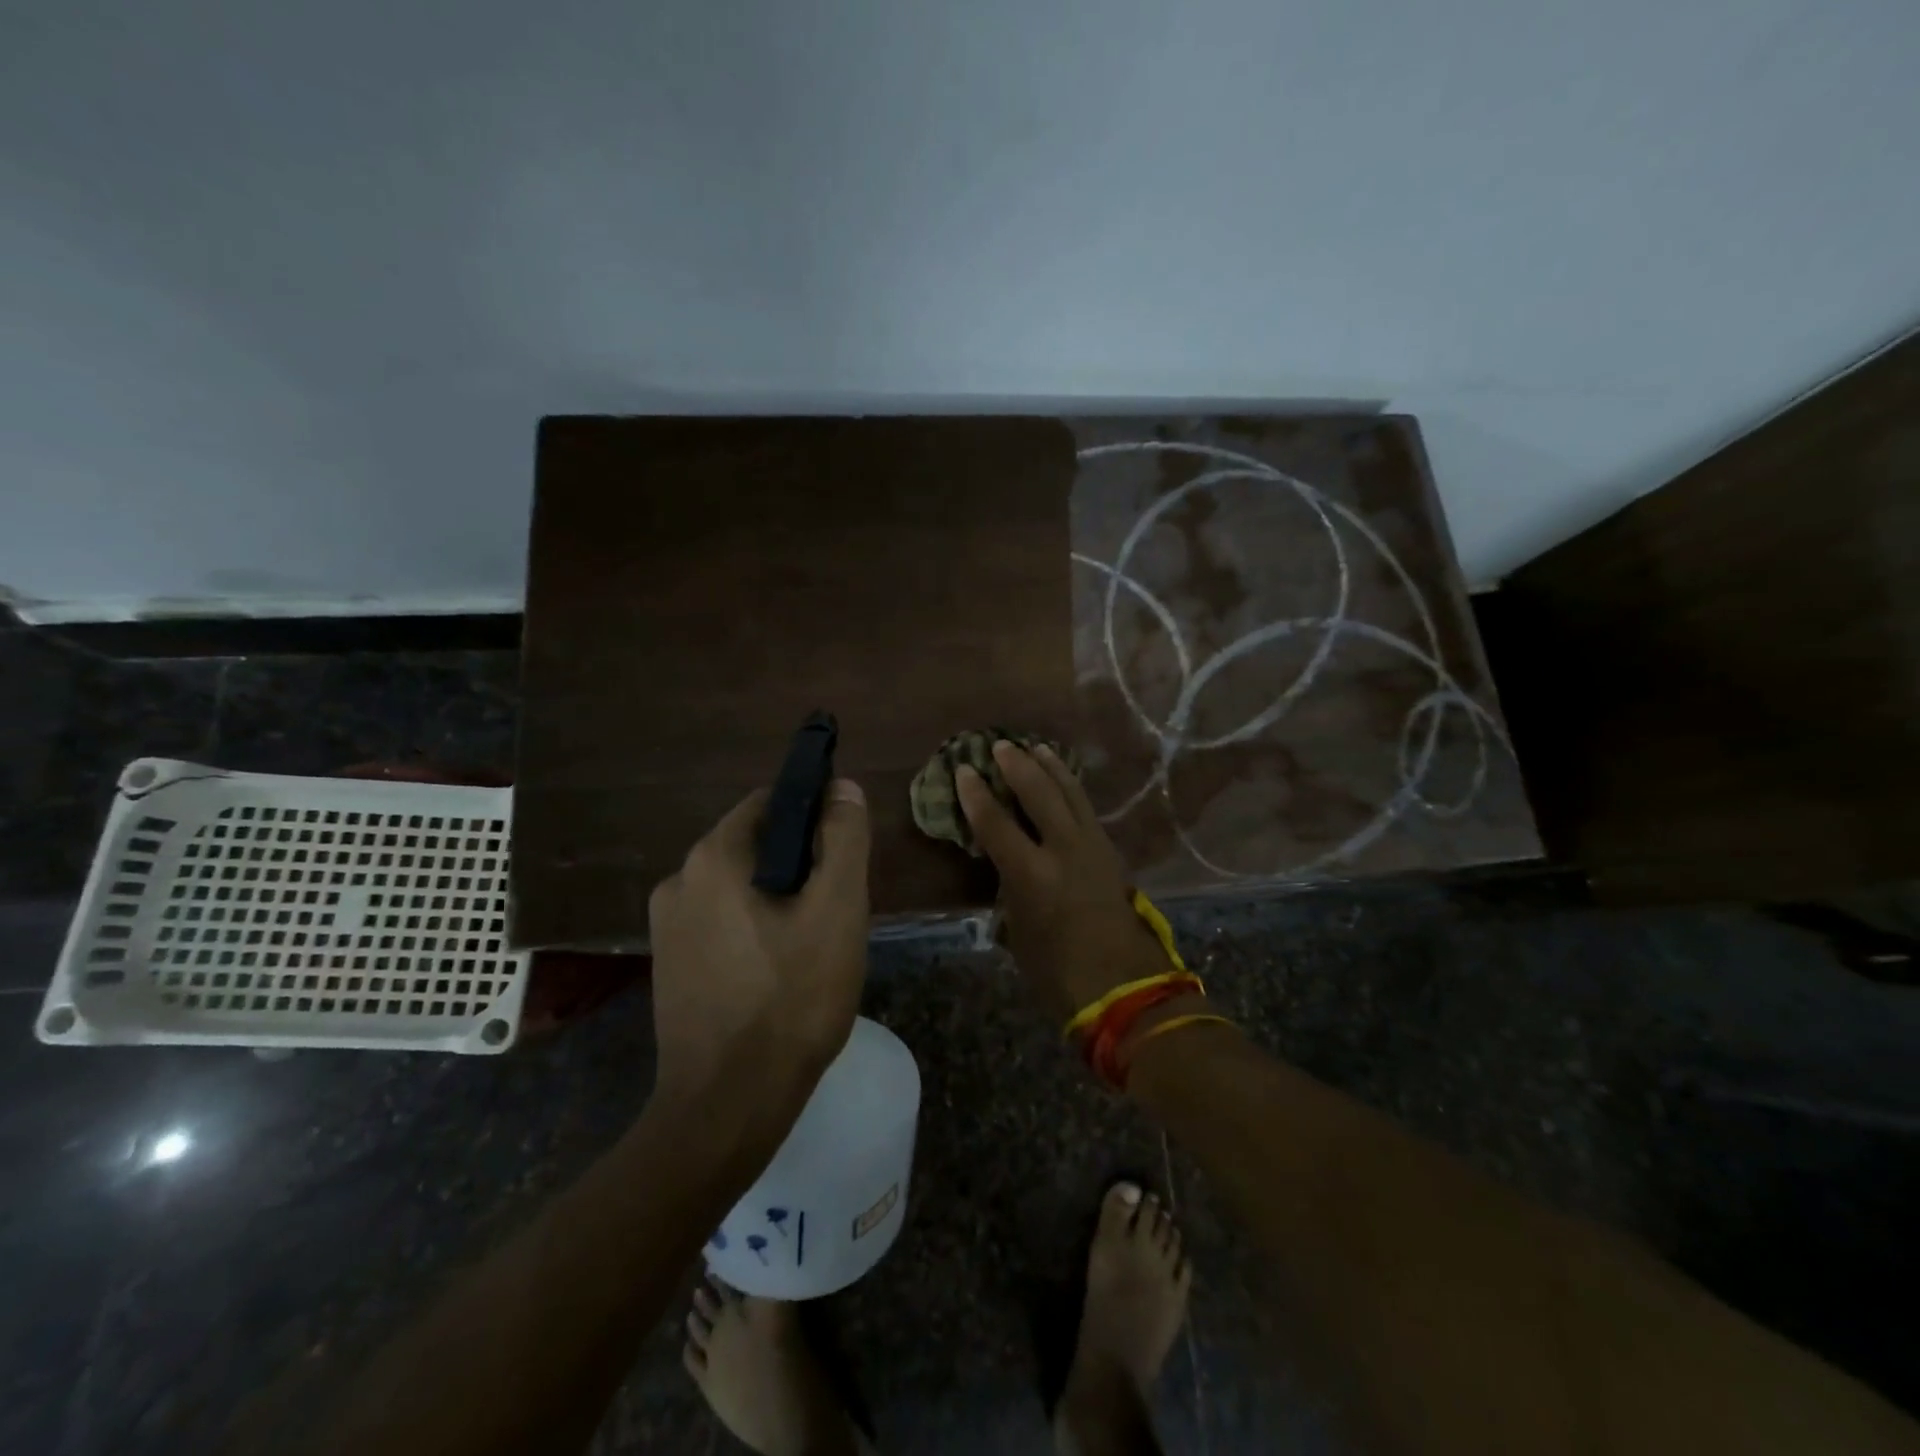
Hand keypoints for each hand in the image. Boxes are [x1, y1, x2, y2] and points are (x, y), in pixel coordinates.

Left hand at [647, 781, 871, 1104]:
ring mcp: (666, 928)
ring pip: (740, 888)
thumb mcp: (837, 910)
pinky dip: (755, 930)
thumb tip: (842, 787)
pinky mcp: (670, 967)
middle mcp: (678, 881)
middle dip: (800, 865)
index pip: (770, 803)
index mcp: (712, 858)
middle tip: (836, 909)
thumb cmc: (791, 999)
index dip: (815, 815)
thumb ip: (843, 839)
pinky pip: (722, 924)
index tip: (844, 853)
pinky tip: (781, 973)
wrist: (728, 1106)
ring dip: (779, 900)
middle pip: (755, 846)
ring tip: (814, 946)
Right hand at [956, 741, 1170, 1025]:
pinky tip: (1065, 782)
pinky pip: (1086, 808)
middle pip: (1038, 792)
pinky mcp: (1110, 851)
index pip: (995, 822)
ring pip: (1070, 792)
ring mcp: (1092, 846)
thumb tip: (1006, 868)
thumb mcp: (1018, 931)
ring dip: (1050, 767)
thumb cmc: (1057, 970)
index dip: (976, 795)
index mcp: (1031, 874)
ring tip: (1036, 748)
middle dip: (1017, 765)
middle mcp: (1063, 850)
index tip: (964, 770)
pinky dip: (1071, 788)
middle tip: (1000, 746)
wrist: (1122, 985)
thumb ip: (1009, 890)